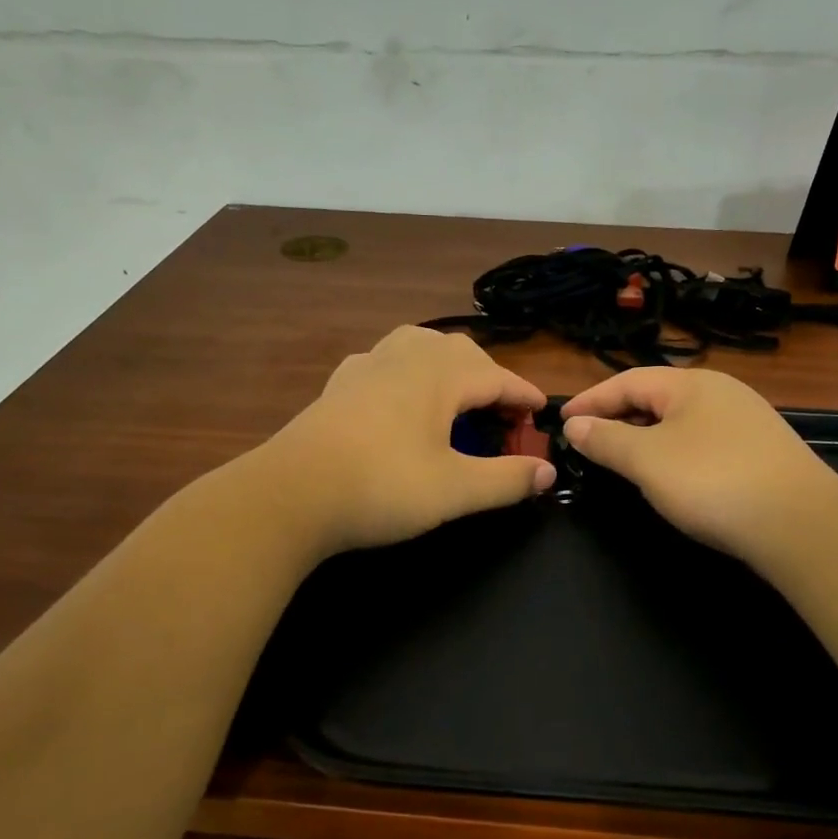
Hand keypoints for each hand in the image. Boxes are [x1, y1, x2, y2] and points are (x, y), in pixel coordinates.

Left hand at [261, 326, 554, 553]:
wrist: (290, 494)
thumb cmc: (381, 487)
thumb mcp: (455, 490)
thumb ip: (506, 479)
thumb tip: (547, 472)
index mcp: (439, 375)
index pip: (497, 376)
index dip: (523, 395)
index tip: (542, 412)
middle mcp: (405, 358)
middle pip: (460, 352)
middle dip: (489, 376)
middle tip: (502, 413)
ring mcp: (366, 367)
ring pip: (418, 344)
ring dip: (446, 363)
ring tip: (455, 391)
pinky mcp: (338, 385)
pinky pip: (383, 361)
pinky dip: (405, 371)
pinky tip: (397, 394)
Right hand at [563, 367, 837, 558]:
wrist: (801, 524)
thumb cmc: (712, 481)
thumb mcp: (647, 460)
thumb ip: (606, 439)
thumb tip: (575, 425)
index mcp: (691, 384)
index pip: (627, 381)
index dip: (590, 400)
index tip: (561, 421)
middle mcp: (720, 392)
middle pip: (655, 398)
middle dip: (617, 417)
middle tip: (586, 441)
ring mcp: (745, 421)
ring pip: (680, 421)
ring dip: (644, 436)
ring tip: (620, 459)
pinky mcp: (761, 452)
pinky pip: (702, 442)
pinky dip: (673, 453)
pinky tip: (670, 477)